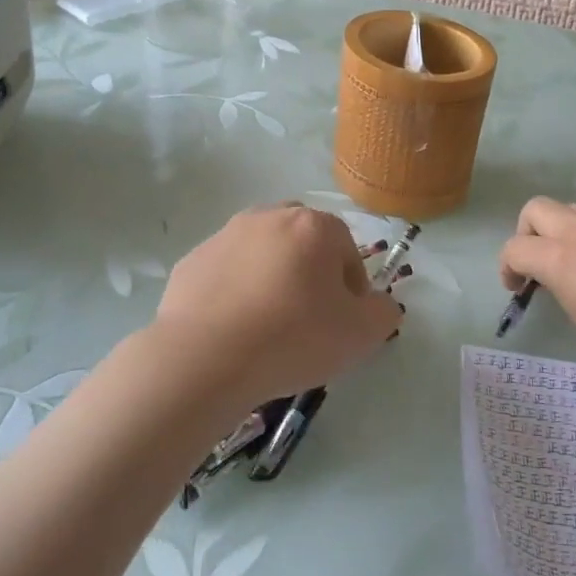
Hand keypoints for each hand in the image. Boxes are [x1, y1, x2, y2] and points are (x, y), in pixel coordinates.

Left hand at [153, 204, 400, 408]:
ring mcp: (225, 236)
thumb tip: (380, 304)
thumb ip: (383, 312)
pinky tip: (234, 329)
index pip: (347, 250)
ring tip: (267, 326)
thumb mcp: (361, 334)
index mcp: (314, 226)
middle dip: (311, 273)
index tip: (343, 323)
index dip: (352, 289)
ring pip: (263, 254)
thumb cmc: (293, 338)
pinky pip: (227, 273)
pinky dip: (235, 292)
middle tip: (308, 319)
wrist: (204, 358)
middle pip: (304, 243)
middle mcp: (269, 217)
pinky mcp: (192, 261)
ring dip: (272, 279)